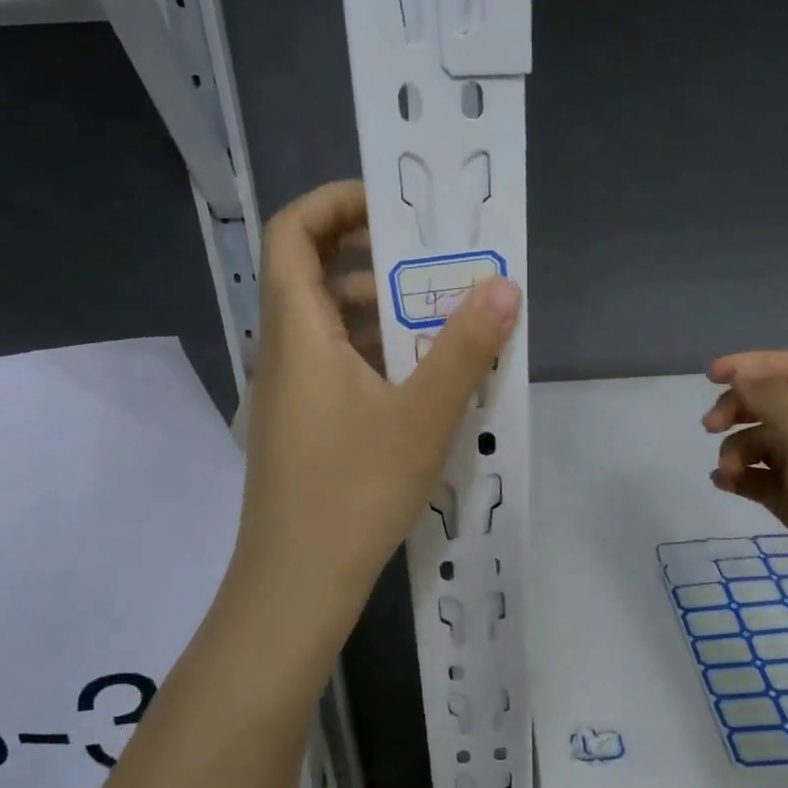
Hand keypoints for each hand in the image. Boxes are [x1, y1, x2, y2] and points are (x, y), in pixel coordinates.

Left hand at [232, 181, 520, 625]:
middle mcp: (283, 350)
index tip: (394, 206)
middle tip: (434, 263)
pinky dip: (375, 353)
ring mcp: (289, 391)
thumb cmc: (353, 492)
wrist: (296, 585)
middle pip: (312, 273)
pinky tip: (421, 381)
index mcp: (297, 330)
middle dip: (373, 257)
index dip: (335, 202)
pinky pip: (336, 364)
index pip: (293, 232)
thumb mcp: (421, 416)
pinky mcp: (303, 425)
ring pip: (328, 323)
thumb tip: (504, 285)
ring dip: (380, 310)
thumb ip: (464, 348)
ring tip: (441, 321)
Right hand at [703, 350, 787, 652]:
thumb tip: (743, 373)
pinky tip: (724, 485)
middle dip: (741, 408)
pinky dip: (743, 478)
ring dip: (739, 449)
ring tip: (726, 473)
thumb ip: (775, 399)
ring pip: (769, 445)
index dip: (755, 364)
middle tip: (709, 427)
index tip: (710, 376)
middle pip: (780, 404)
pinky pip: (766, 482)